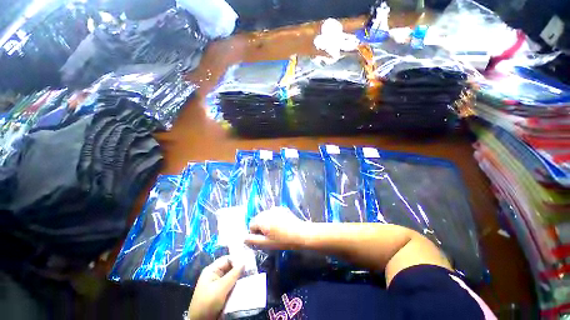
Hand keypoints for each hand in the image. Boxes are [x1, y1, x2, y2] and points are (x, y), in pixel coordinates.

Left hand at [188, 256, 243, 319]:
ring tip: (249, 276)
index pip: (227, 259)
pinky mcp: (220, 291)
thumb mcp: (221, 288)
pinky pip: (230, 283)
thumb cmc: (208, 302)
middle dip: (239, 268)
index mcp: (212, 270)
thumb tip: (244, 262)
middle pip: (229, 267)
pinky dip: (236, 283)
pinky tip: (244, 284)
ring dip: (239, 277)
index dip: (237, 259)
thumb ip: (233, 274)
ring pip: (231, 275)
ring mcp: (217, 283)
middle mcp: (214, 274)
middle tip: (251, 270)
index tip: (248, 263)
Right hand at [245, 206, 308, 249]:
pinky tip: (281, 225)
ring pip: (266, 215)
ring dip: (267, 222)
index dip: (254, 233)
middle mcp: (267, 211)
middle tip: (269, 235)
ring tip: (276, 230)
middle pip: (258, 219)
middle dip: (261, 226)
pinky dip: (274, 218)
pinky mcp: (282, 208)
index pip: (251, 224)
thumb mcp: (266, 243)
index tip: (262, 239)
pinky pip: (273, 213)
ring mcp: (275, 208)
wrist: (300, 233)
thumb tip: (243, 238)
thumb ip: (253, 240)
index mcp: (262, 219)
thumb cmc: (282, 240)